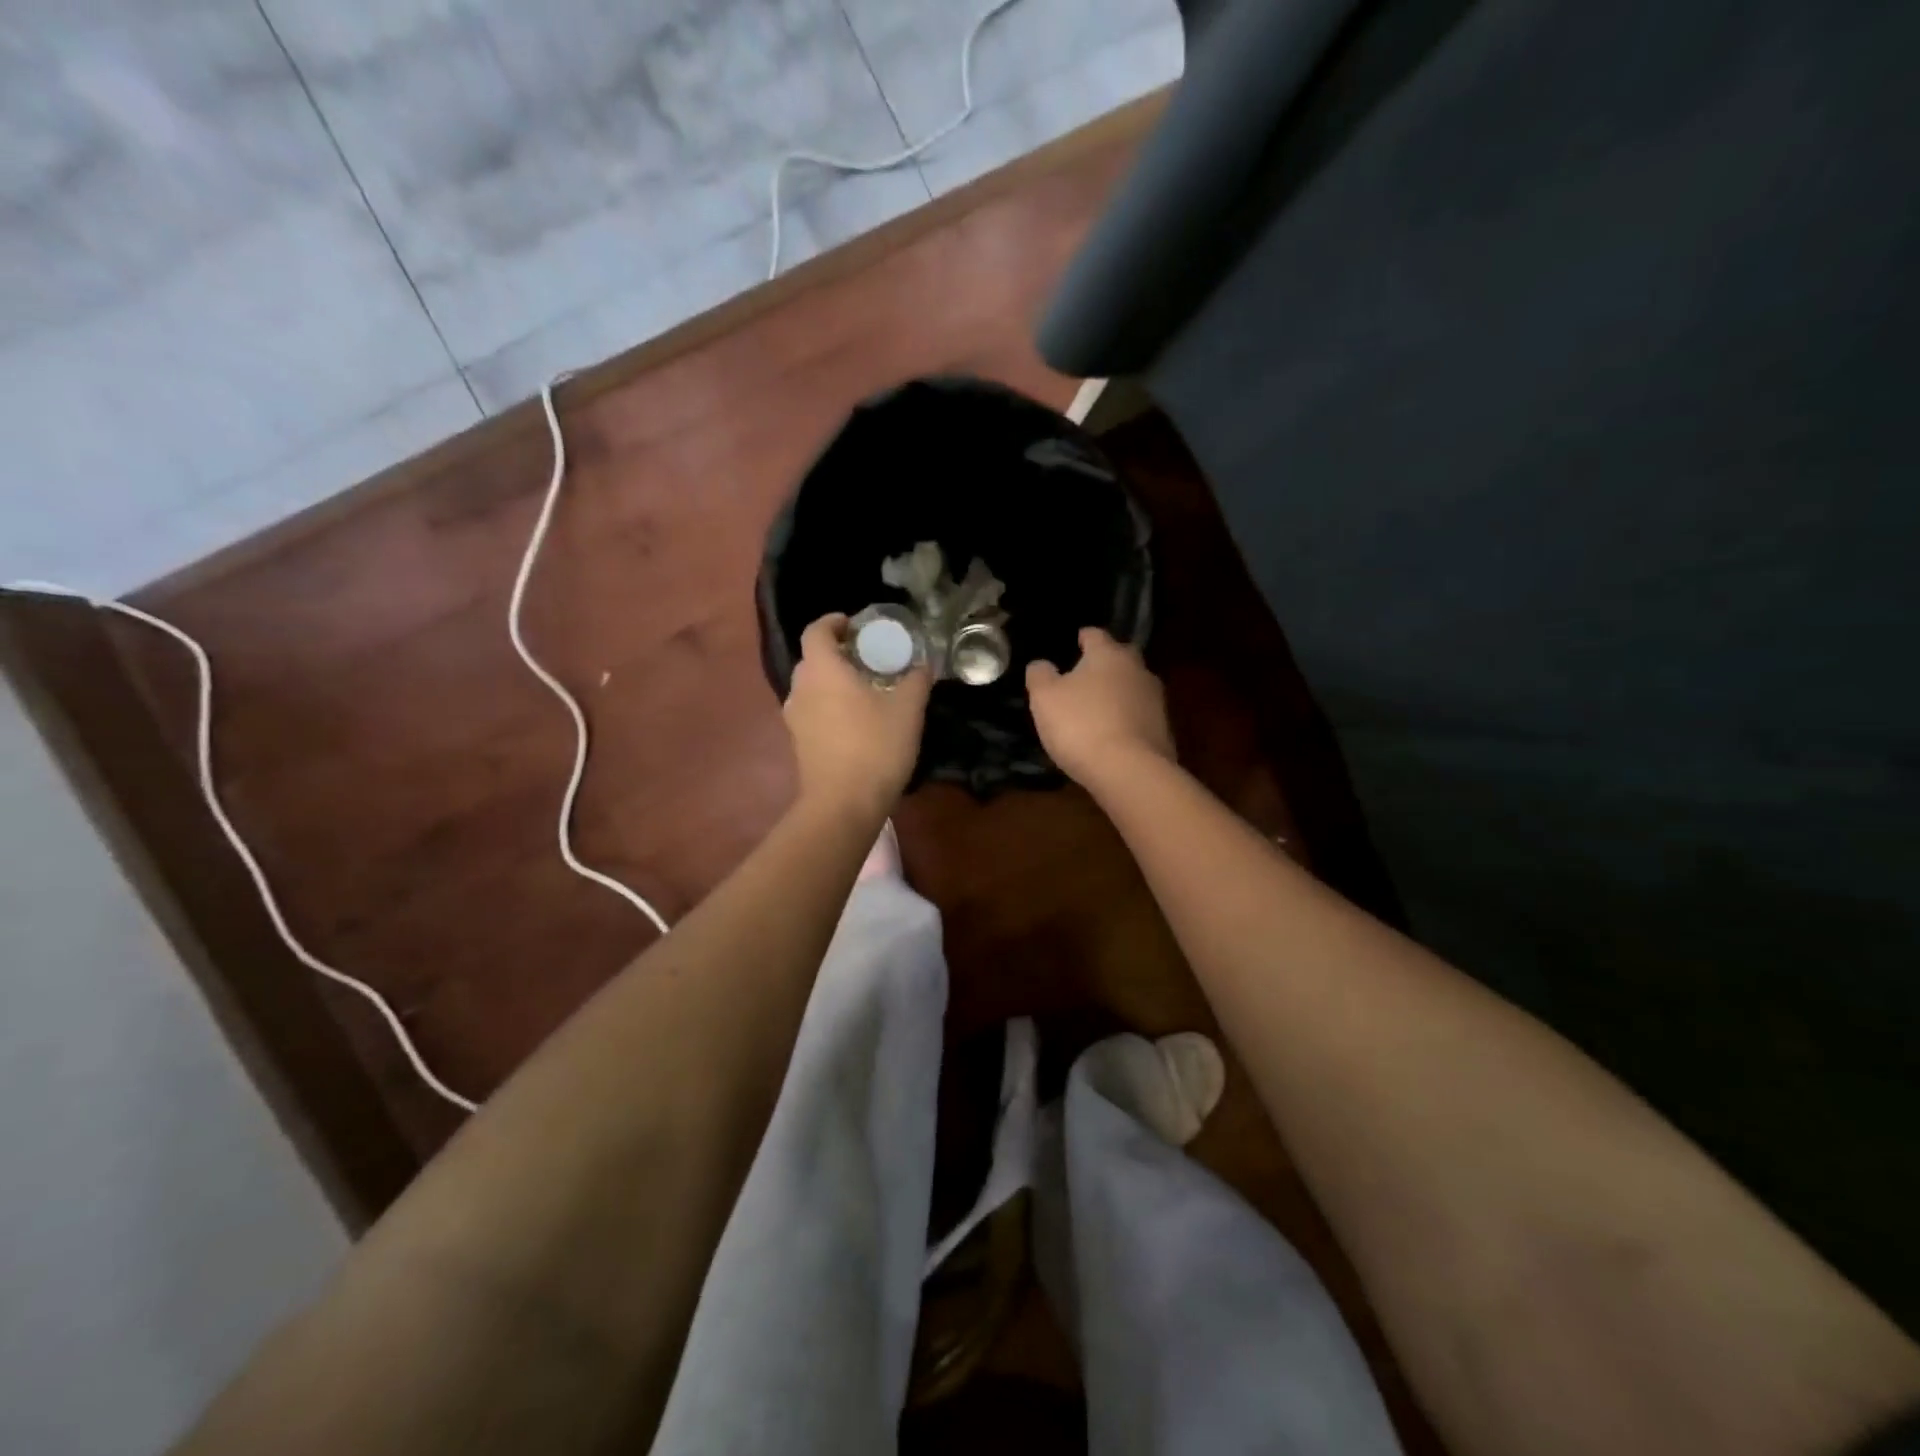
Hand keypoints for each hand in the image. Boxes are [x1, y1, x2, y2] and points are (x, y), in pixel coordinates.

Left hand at [784, 614, 931, 819]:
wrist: (843, 804)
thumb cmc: (875, 747)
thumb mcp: (907, 710)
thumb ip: (916, 681)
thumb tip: (923, 665)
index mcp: (822, 670)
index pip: (816, 631)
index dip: (834, 622)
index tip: (855, 625)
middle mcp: (800, 689)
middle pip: (812, 659)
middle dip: (837, 653)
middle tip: (867, 658)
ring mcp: (795, 718)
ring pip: (811, 687)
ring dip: (832, 682)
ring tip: (864, 690)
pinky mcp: (798, 743)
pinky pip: (812, 712)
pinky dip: (829, 706)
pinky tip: (855, 721)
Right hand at [1026, 628, 1174, 787]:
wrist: (1130, 772)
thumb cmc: (1081, 725)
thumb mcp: (1045, 698)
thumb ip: (1040, 675)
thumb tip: (1042, 664)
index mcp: (1108, 654)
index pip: (1095, 635)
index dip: (1082, 638)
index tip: (1074, 642)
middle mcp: (1138, 670)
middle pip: (1120, 658)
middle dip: (1105, 663)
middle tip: (1085, 675)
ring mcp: (1156, 700)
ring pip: (1133, 686)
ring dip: (1118, 693)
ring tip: (1098, 707)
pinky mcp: (1163, 730)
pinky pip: (1140, 715)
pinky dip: (1127, 719)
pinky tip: (1113, 733)